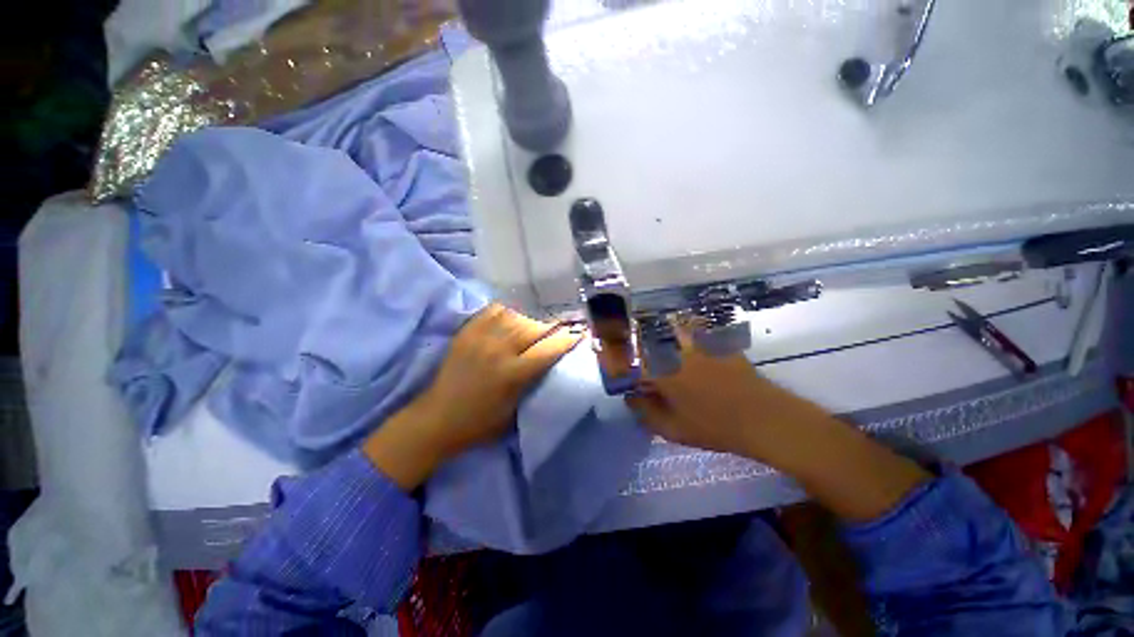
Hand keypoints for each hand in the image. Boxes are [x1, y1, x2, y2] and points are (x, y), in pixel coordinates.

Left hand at [364, 304, 581, 489]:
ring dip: (531, 318)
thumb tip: (549, 362)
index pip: (548, 349)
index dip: (567, 339)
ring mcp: (480, 338)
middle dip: (553, 325)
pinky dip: (507, 311)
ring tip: (538, 322)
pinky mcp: (466, 333)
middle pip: (534, 327)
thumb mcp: (514, 412)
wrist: (436, 420)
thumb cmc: (479, 424)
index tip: (580, 333)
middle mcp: (498, 350)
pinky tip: (513, 316)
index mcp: (512, 374)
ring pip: (515, 316)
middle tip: (564, 323)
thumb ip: (532, 383)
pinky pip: (492, 311)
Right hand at [627, 321, 929, 521]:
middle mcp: (674, 351)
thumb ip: (646, 414)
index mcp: (661, 373)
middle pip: (644, 336)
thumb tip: (630, 398)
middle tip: (625, 345)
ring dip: (654, 328)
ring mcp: (696, 343)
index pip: (628, 362)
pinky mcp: (714, 341)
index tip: (612, 366)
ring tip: (648, 333)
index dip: (616, 363)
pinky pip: (692, 326)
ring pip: (666, 326)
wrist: (766, 418)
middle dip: (629, 338)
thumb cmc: (716, 428)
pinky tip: (679, 330)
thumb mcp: (674, 430)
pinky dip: (680, 325)